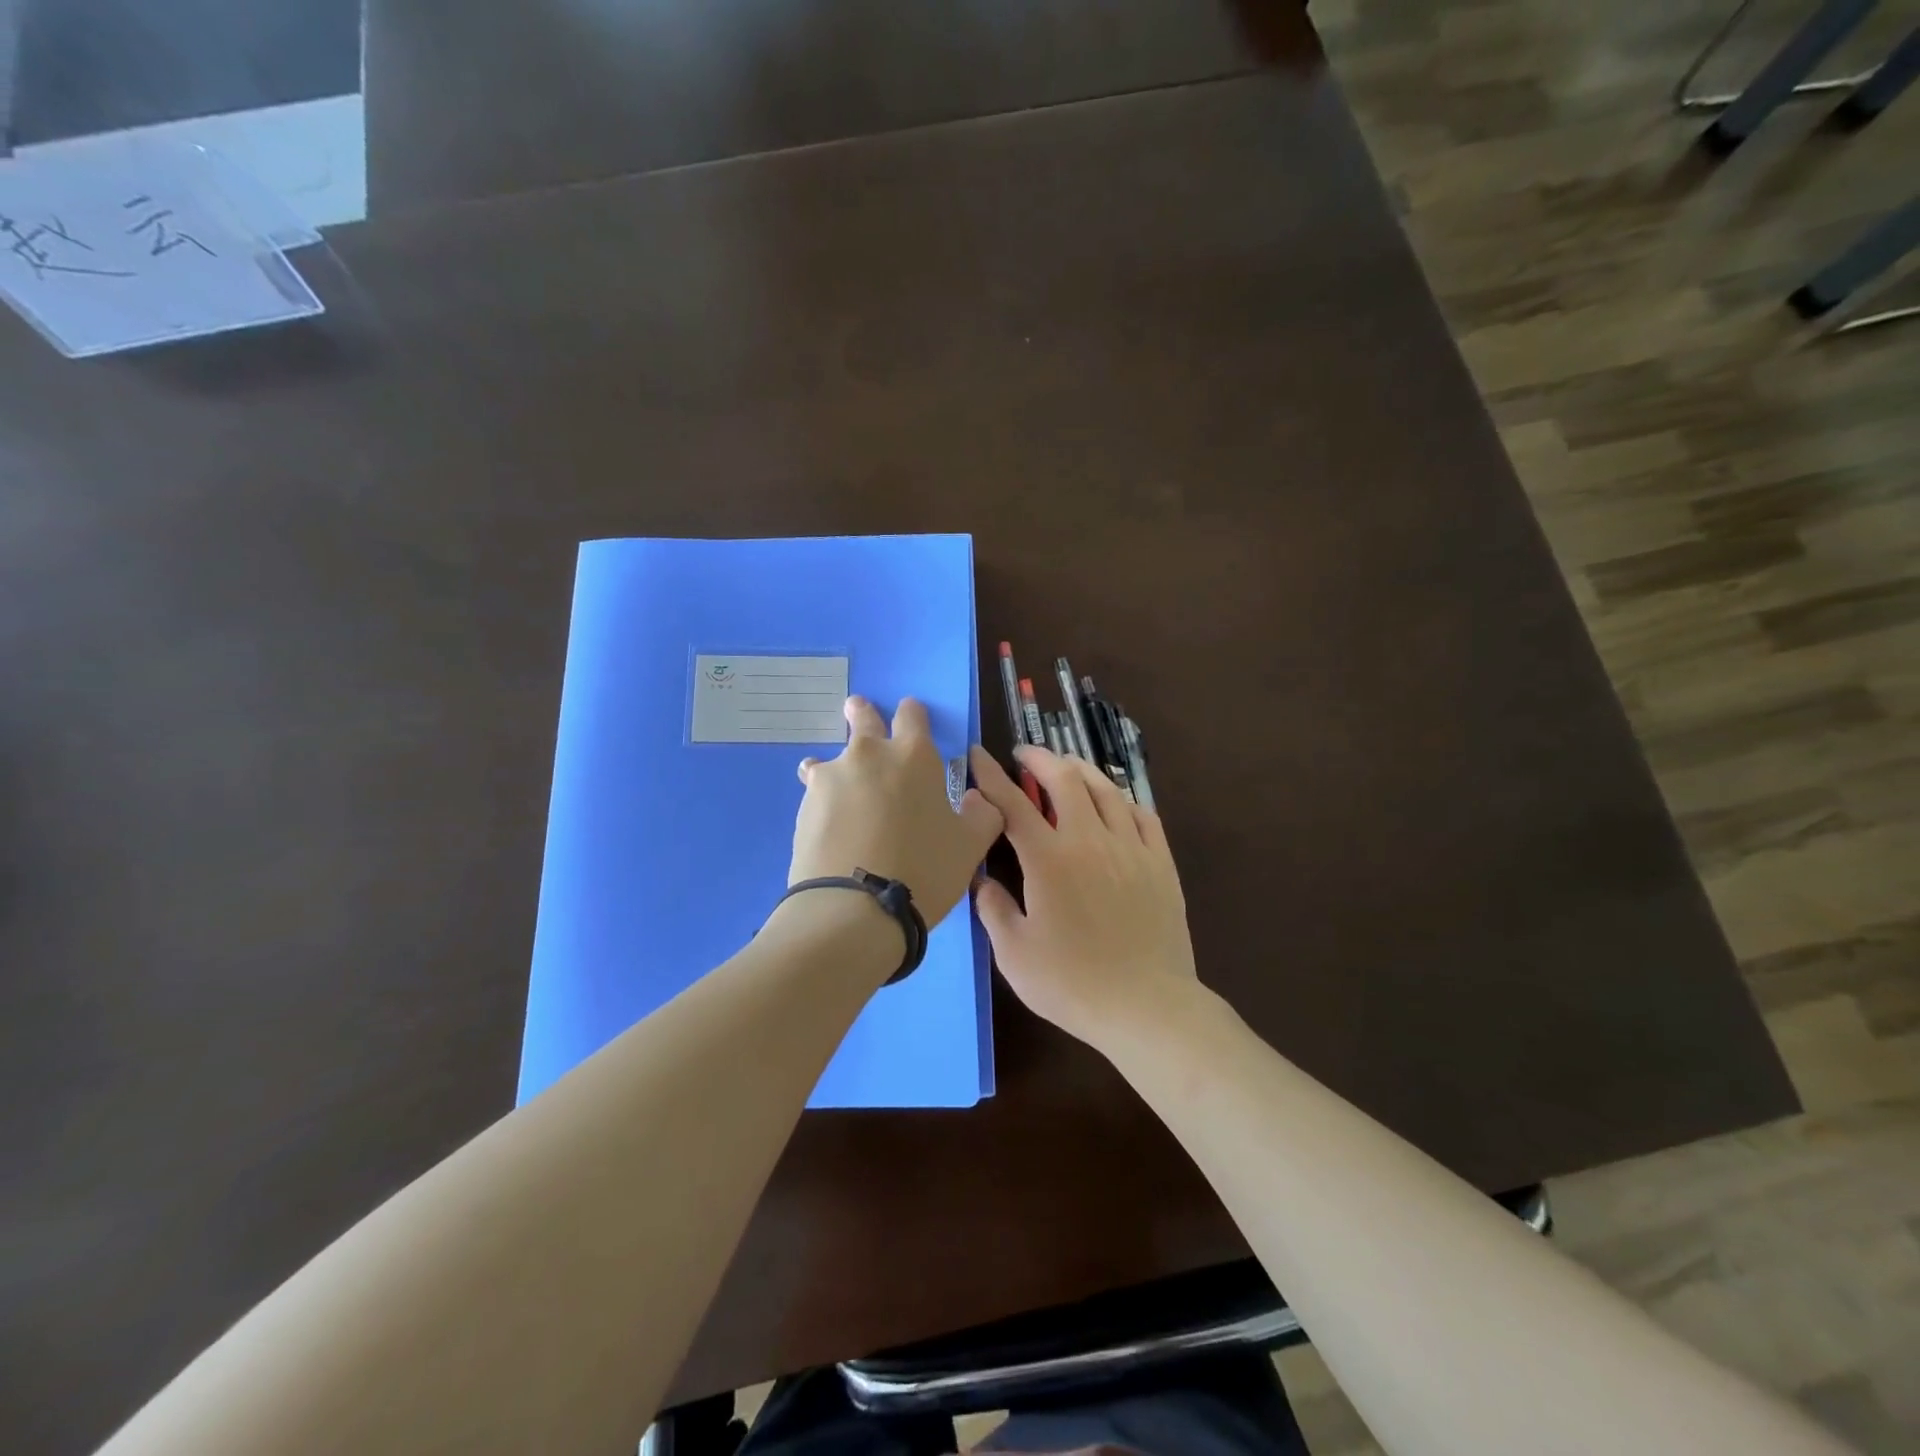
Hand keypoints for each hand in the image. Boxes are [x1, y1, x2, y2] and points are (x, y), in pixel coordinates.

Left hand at [790, 697, 1004, 927]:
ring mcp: (831, 777)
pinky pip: (815, 792)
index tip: (910, 718)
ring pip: (830, 758)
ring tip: (841, 790)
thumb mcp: (970, 847)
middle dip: (862, 714)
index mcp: (914, 756)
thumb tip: (978, 799)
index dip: (912, 714)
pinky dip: (823, 800)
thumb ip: (982, 815)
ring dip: (837, 767)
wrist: (855, 909)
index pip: (912, 714)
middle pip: (862, 717)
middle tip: (860, 716)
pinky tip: (830, 825)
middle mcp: (869, 754)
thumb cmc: (924, 871)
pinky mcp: (804, 805)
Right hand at [969, 744, 1197, 1052]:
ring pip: (1106, 789)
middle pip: (1065, 779)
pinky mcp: (1161, 862)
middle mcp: (1089, 839)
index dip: (991, 776)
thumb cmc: (1073, 984)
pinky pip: (1143, 814)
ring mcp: (1131, 847)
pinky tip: (1115, 802)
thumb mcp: (1015, 953)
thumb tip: (980, 878)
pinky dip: (1122, 799)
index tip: (978, 756)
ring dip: (1080, 769)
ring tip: (1066, 766)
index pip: (1013, 803)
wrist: (1147, 1006)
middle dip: (1040, 758)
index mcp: (1048, 859)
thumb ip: (993, 908)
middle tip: (1024, 755)